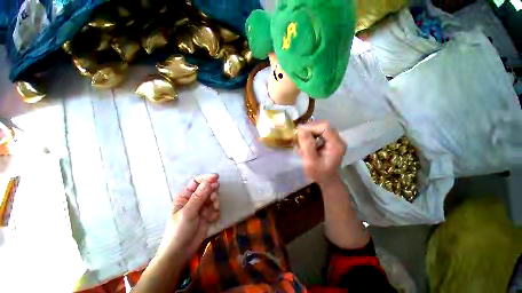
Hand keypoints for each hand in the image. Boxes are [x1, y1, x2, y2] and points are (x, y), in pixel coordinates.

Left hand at [156, 174, 220, 263]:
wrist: (180, 253)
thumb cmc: (179, 231)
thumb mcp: (188, 212)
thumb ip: (199, 196)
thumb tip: (209, 181)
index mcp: (185, 196)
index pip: (197, 181)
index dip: (206, 178)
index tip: (216, 177)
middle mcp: (194, 199)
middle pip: (207, 188)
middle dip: (212, 191)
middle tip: (213, 198)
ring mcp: (202, 207)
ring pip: (213, 197)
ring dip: (215, 202)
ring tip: (212, 210)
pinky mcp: (208, 215)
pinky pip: (215, 208)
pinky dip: (215, 211)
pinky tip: (211, 219)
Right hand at [297, 121, 346, 185]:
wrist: (327, 180)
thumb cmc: (319, 173)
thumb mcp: (310, 161)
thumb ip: (306, 145)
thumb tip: (300, 129)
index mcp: (336, 144)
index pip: (324, 127)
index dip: (310, 126)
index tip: (298, 132)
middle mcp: (338, 139)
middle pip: (323, 125)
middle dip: (309, 129)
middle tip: (298, 136)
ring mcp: (335, 139)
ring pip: (320, 128)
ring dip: (309, 132)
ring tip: (301, 140)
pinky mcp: (331, 141)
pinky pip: (320, 132)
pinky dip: (311, 135)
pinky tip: (306, 142)